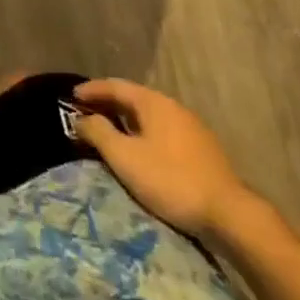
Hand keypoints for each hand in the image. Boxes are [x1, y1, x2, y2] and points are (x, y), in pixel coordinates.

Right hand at [73, 79, 255, 236]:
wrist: (229, 214)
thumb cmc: (170, 179)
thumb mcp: (125, 157)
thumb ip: (99, 133)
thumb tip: (81, 118)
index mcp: (154, 103)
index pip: (116, 86)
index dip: (92, 89)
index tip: (71, 96)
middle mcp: (173, 107)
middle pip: (133, 98)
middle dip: (107, 103)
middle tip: (85, 112)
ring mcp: (191, 127)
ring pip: (149, 115)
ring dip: (125, 119)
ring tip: (107, 130)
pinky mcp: (200, 148)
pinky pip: (161, 130)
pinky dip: (142, 132)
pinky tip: (138, 148)